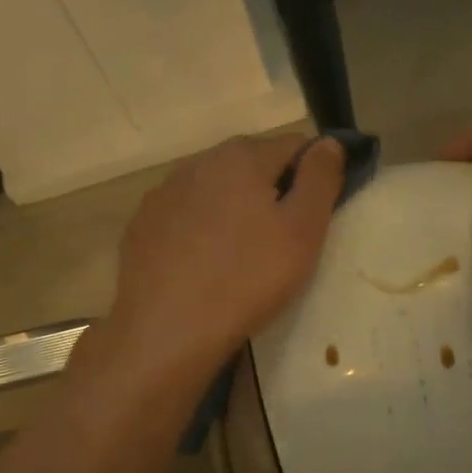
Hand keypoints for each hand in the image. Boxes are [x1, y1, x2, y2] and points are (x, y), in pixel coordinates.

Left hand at [106, 132, 344, 377]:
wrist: (168, 330)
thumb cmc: (248, 278)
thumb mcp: (303, 231)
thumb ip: (320, 179)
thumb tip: (329, 142)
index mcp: (242, 157)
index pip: (294, 145)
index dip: (313, 174)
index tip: (316, 213)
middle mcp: (199, 162)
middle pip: (251, 163)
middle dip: (272, 189)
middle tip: (283, 239)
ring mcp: (164, 193)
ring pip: (215, 189)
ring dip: (234, 208)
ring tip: (242, 254)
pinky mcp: (142, 224)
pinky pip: (184, 215)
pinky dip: (200, 228)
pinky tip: (205, 264)